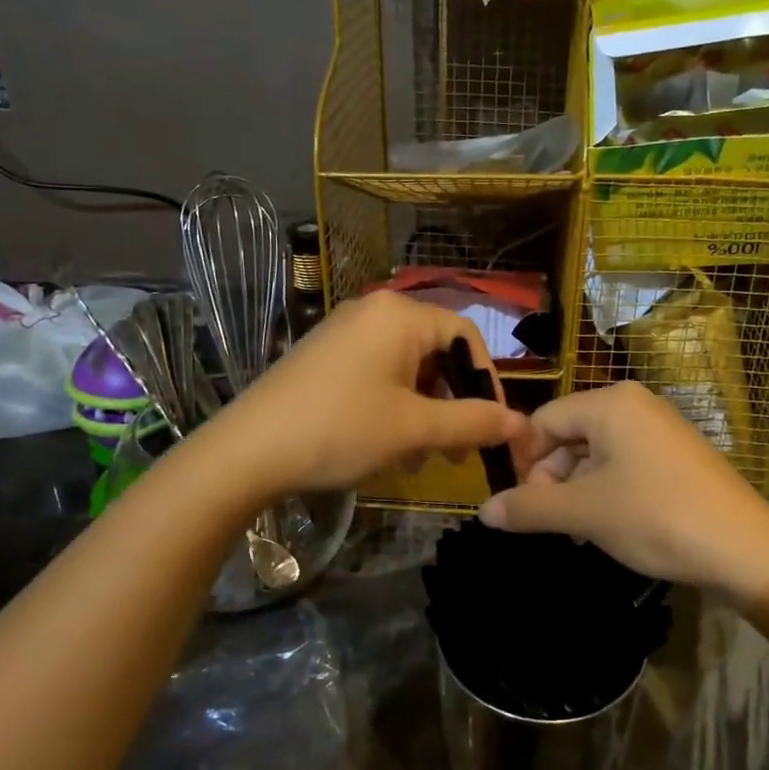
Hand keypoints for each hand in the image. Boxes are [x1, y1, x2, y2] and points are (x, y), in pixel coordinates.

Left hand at [210, 293, 527, 494]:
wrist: (247, 451)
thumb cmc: (341, 429)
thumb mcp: (415, 429)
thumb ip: (473, 422)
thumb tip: (520, 424)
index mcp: (400, 315)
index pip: (466, 336)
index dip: (487, 382)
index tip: (492, 426)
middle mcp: (373, 311)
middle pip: (436, 352)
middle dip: (452, 403)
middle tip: (457, 450)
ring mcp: (344, 332)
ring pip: (406, 369)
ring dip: (423, 412)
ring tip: (419, 457)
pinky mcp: (324, 356)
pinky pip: (377, 374)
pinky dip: (393, 407)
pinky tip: (387, 447)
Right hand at [477, 381, 768, 606]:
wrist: (746, 550)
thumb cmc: (656, 517)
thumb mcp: (584, 513)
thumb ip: (528, 508)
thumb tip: (484, 512)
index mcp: (609, 403)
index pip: (543, 421)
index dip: (525, 463)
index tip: (523, 506)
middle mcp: (634, 404)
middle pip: (569, 436)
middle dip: (553, 481)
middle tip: (554, 524)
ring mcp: (660, 428)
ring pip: (596, 454)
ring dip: (578, 491)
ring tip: (582, 532)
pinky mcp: (677, 455)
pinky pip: (625, 464)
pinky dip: (607, 492)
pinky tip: (611, 527)